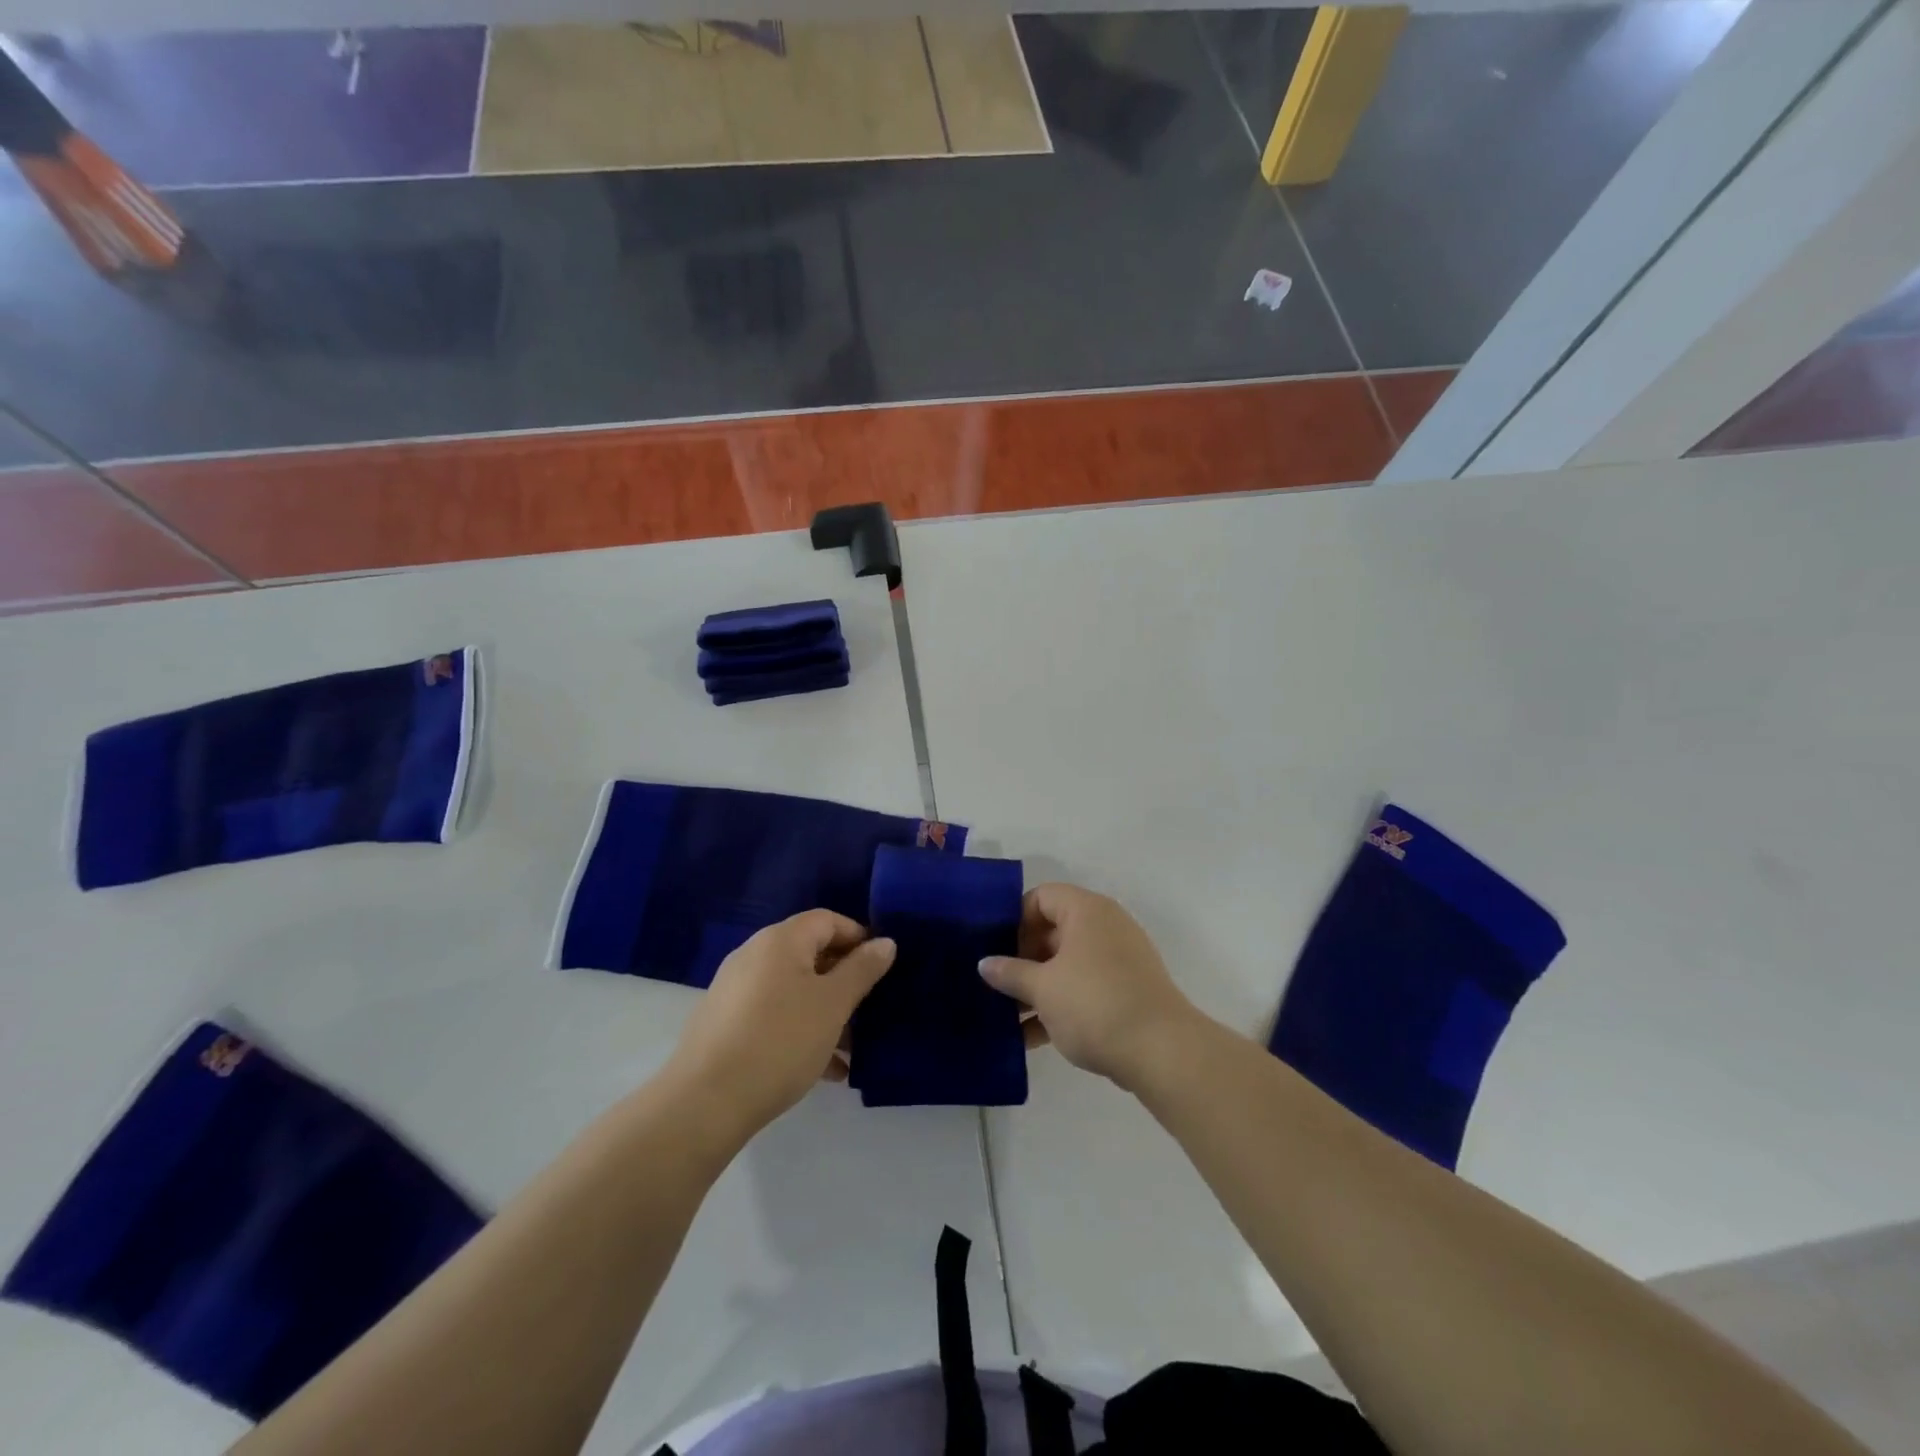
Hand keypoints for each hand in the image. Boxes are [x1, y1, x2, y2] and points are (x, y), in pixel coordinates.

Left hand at [666, 910, 894, 1137]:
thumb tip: (885, 942)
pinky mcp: (725, 1024)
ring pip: (793, 990)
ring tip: (851, 1049)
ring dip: (825, 1012)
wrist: (705, 1102)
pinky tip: (825, 1070)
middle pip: (809, 954)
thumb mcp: (833, 1004)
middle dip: (843, 980)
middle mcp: (754, 956)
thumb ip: (862, 970)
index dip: (858, 937)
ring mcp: (735, 991)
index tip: (882, 966)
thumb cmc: (780, 1041)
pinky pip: (773, 1015)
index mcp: (780, 941)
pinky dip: (800, 1031)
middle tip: (870, 1008)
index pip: (827, 920)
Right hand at [979, 883, 1201, 1088]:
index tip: (994, 949)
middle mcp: (1104, 926)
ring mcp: (1118, 960)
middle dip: (1021, 960)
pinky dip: (1059, 1005)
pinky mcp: (1126, 991)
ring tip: (1005, 1018)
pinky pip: (1083, 988)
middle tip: (994, 986)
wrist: (1162, 1052)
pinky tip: (1032, 1038)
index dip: (1014, 919)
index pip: (1041, 897)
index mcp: (1085, 911)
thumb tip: (985, 964)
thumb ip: (1010, 973)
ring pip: (1066, 965)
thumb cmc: (1095, 1004)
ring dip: (1036, 988)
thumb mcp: (1043, 988)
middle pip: (1052, 932)